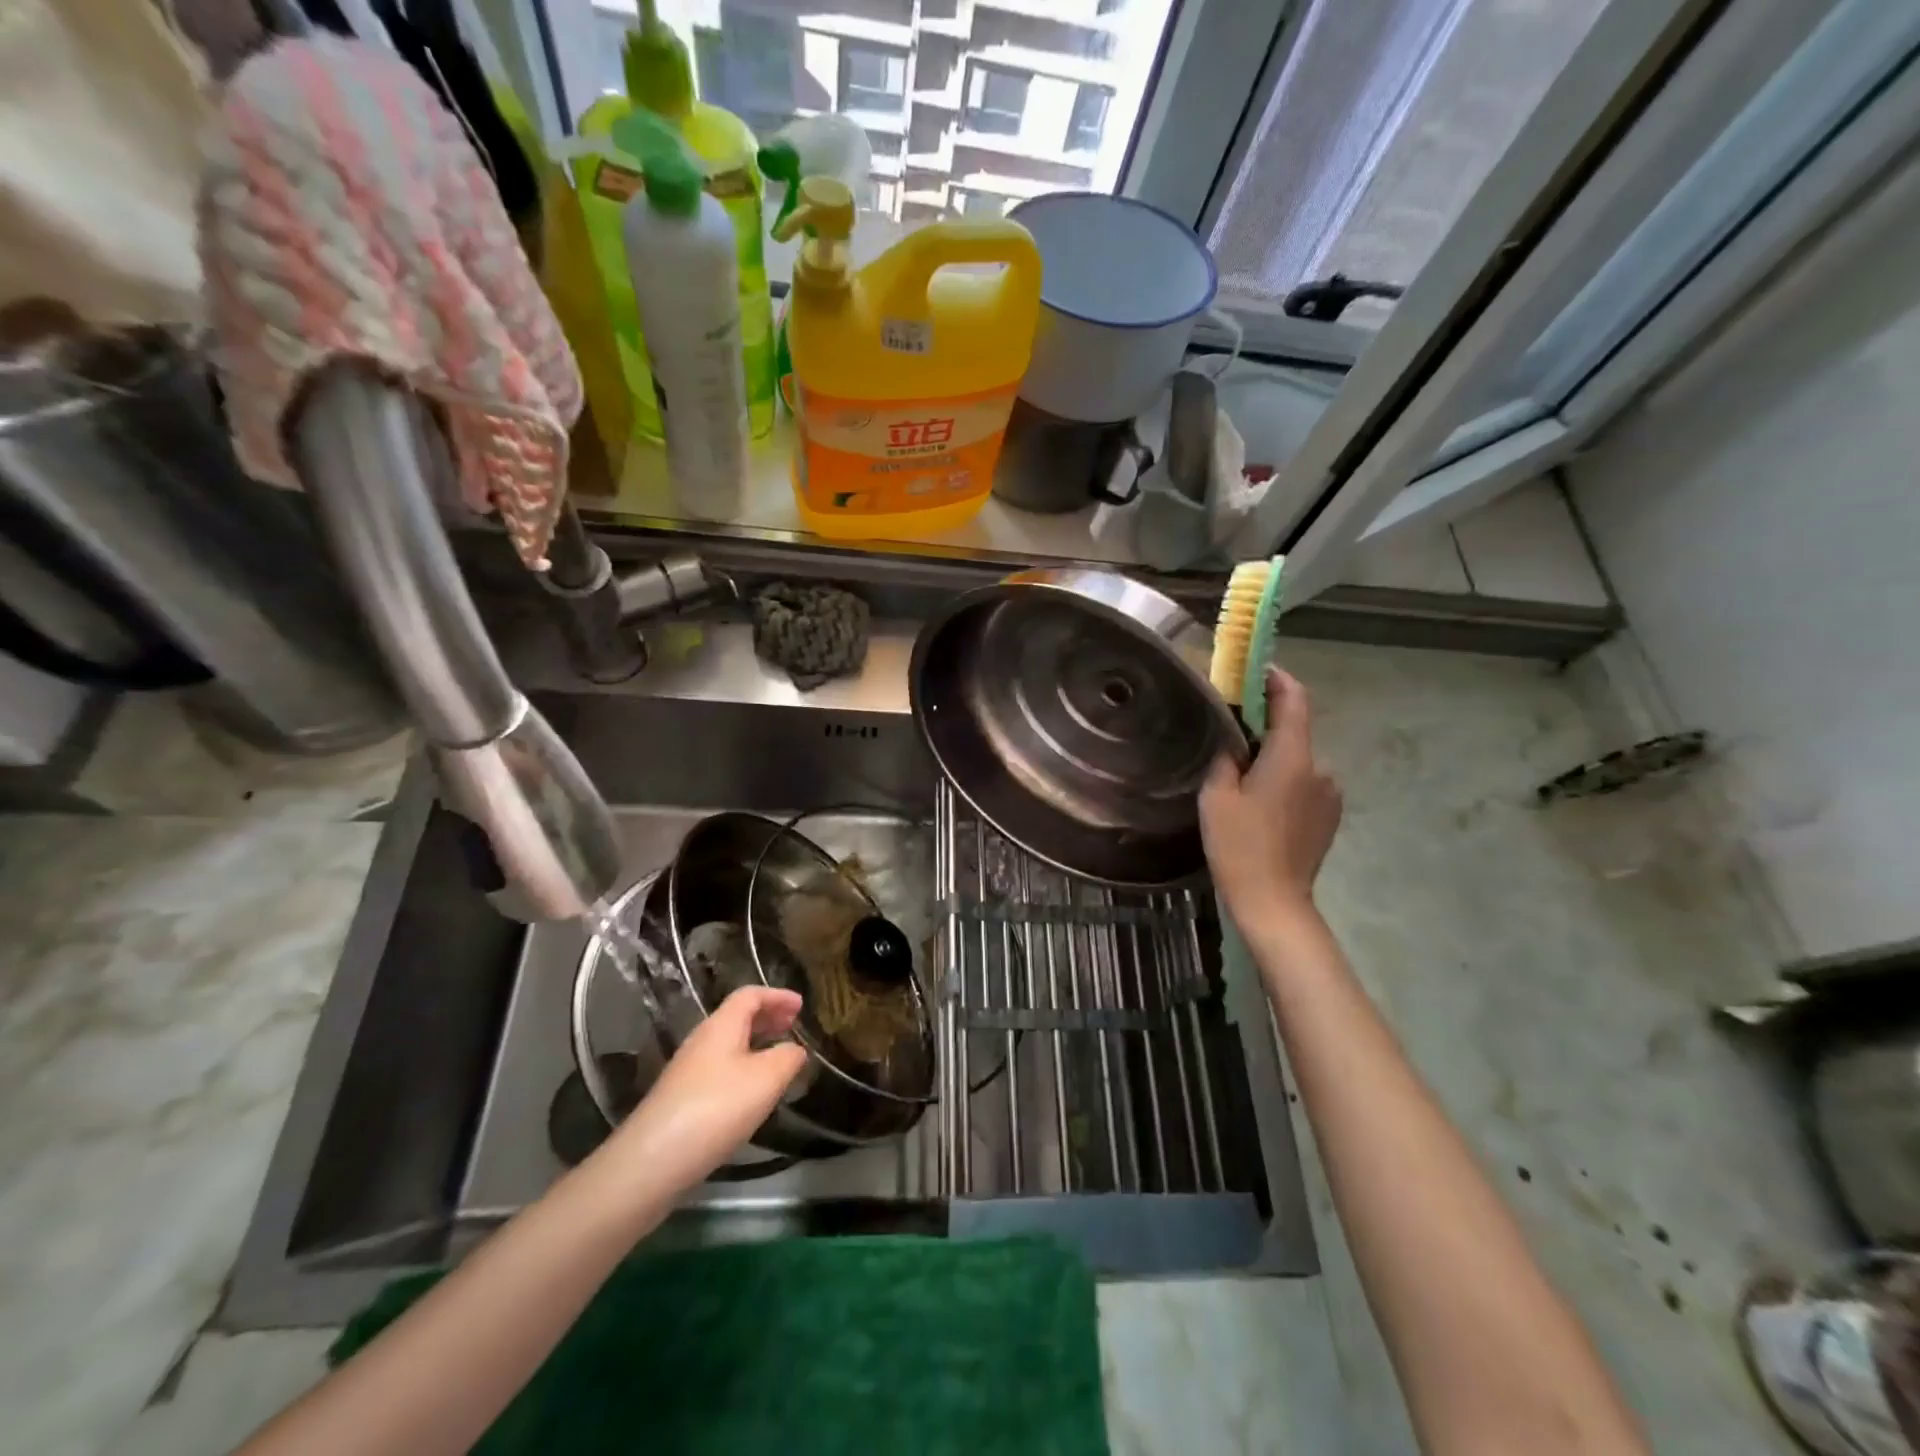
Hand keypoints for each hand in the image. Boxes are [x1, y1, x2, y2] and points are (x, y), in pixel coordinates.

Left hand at [607, 987, 808, 1198]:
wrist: (653, 1160)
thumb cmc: (716, 1107)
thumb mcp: (766, 1079)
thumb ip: (788, 1058)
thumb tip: (794, 1049)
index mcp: (722, 1025)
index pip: (750, 995)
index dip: (777, 996)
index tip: (801, 1005)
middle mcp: (702, 1040)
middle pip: (737, 1017)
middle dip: (767, 1017)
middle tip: (792, 1025)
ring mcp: (688, 1070)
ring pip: (729, 1044)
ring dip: (756, 1043)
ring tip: (778, 1057)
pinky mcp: (682, 1098)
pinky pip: (720, 1068)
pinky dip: (743, 1067)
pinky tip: (752, 1091)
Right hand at [1200, 666, 1342, 934]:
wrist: (1274, 902)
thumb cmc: (1240, 845)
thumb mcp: (1217, 796)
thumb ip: (1226, 758)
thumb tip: (1234, 742)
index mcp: (1293, 757)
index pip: (1294, 699)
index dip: (1277, 678)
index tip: (1253, 671)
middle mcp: (1320, 768)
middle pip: (1294, 731)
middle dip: (1264, 725)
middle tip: (1229, 732)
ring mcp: (1329, 794)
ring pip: (1298, 760)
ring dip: (1273, 758)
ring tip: (1240, 777)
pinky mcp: (1329, 817)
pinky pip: (1304, 784)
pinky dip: (1283, 781)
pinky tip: (1259, 805)